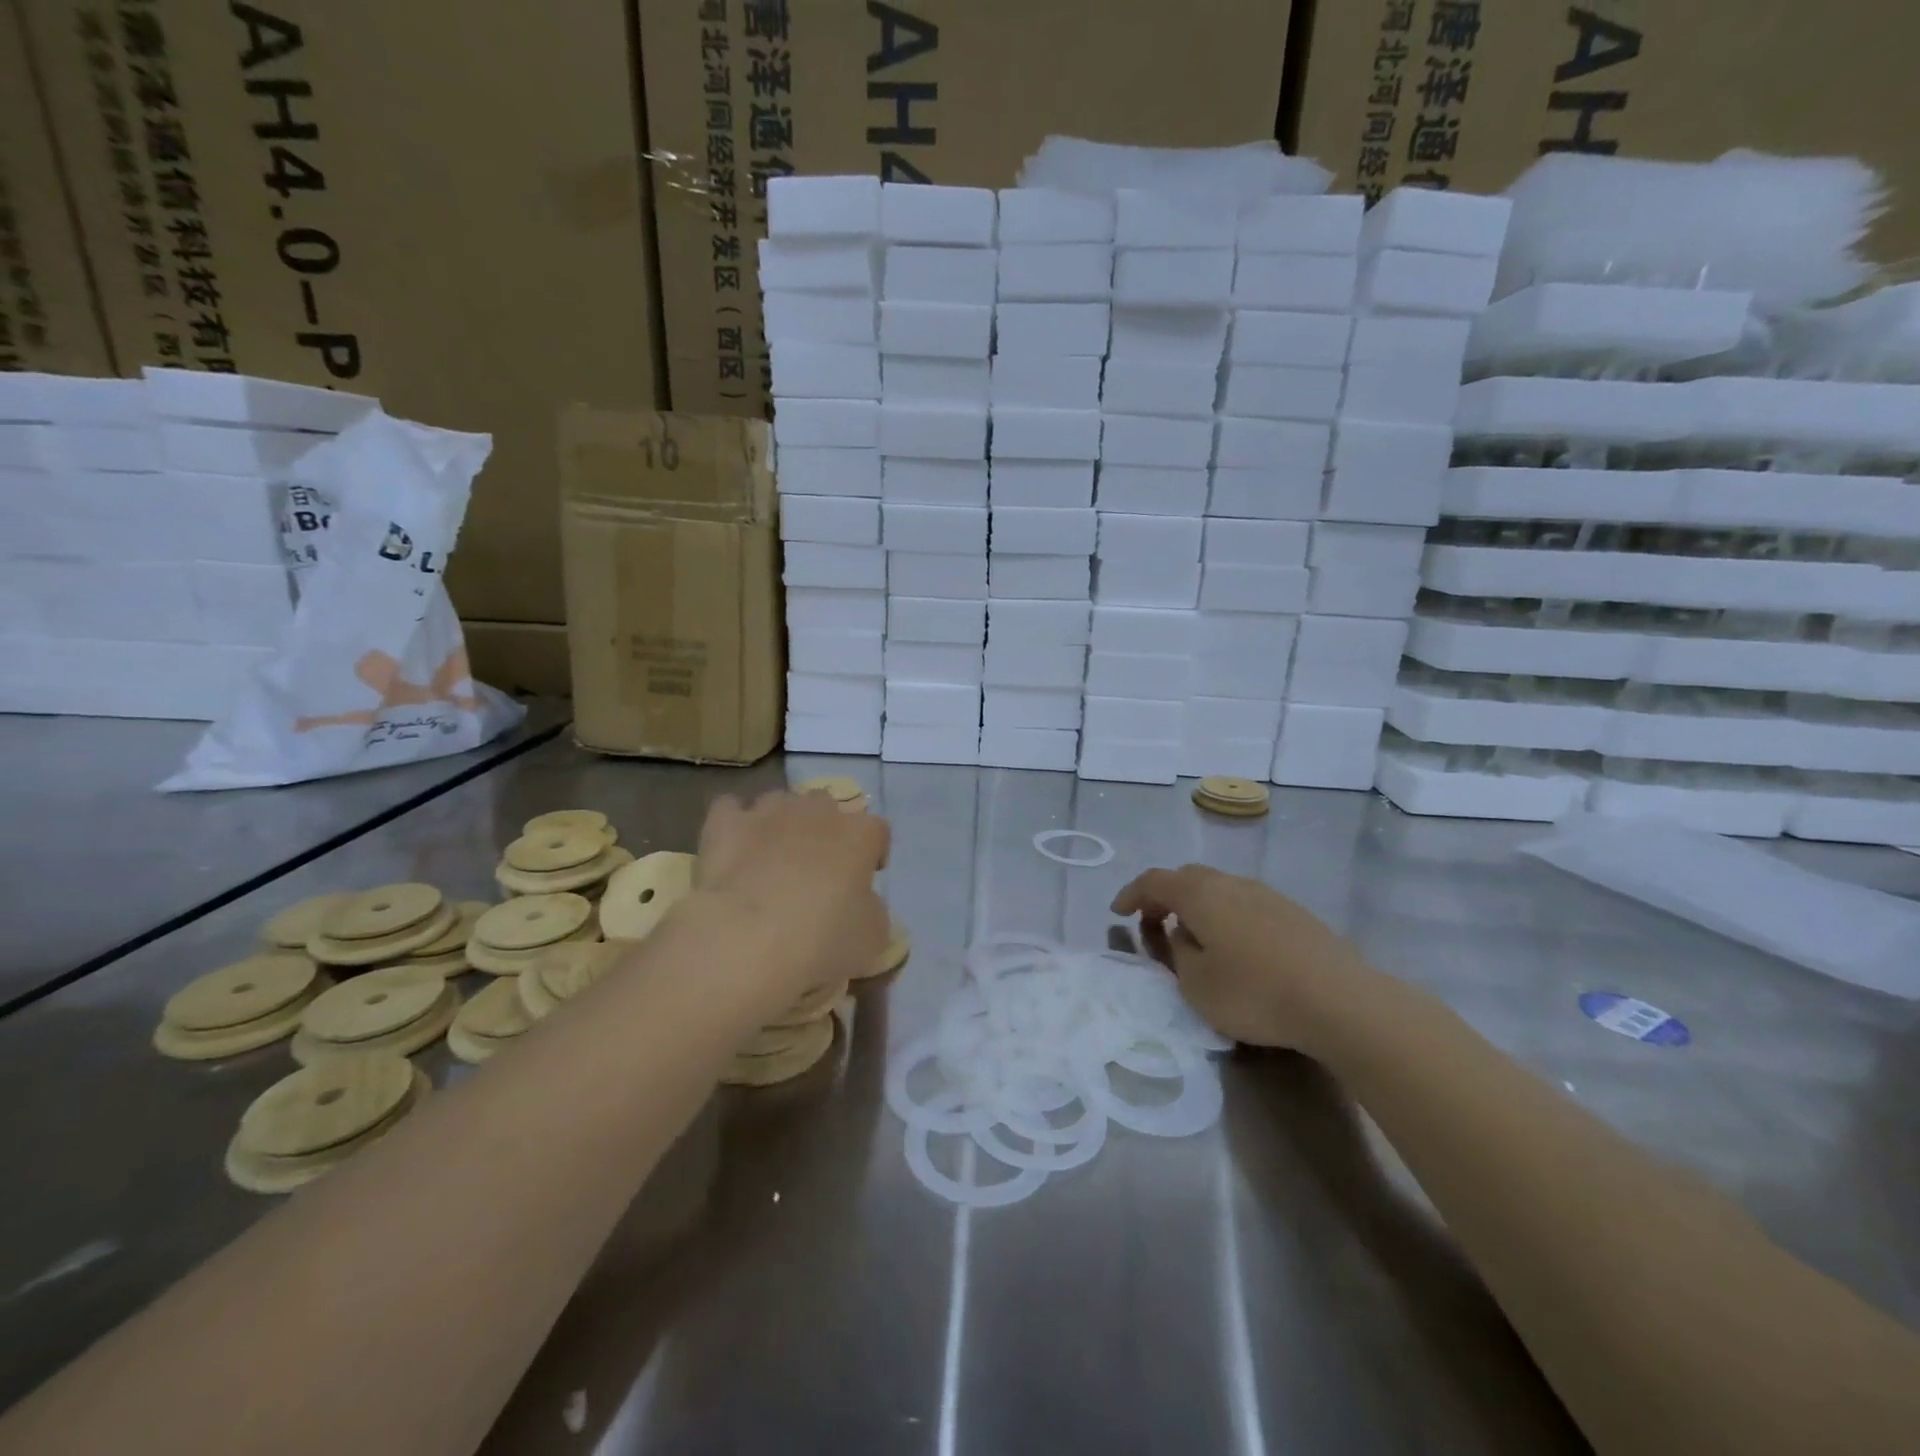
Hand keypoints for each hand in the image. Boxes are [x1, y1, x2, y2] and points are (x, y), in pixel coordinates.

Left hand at [693, 789, 890, 1009]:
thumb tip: (861, 902)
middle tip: (817, 867)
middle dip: (824, 829)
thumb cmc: (822, 940)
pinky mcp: (725, 823)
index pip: (878, 830)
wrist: (746, 941)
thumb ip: (872, 909)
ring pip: (780, 802)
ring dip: (781, 822)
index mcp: (859, 835)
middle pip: (827, 806)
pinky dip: (734, 822)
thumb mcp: (872, 938)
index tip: (865, 878)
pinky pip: (730, 808)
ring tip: (772, 856)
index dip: (873, 852)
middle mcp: (816, 811)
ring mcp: (768, 812)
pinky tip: (733, 845)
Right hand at [1111, 865, 1367, 1051]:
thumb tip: (1182, 934)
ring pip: (1220, 888)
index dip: (1131, 894)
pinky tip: (1236, 946)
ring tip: (1194, 938)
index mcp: (1200, 894)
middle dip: (1165, 897)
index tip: (1117, 913)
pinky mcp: (1294, 913)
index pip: (1154, 881)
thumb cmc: (1255, 993)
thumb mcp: (1196, 984)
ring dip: (1198, 906)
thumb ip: (1178, 953)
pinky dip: (1226, 915)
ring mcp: (1267, 894)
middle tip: (1154, 924)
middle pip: (1188, 877)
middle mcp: (1231, 883)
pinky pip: (1245, 903)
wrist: (1340, 1001)